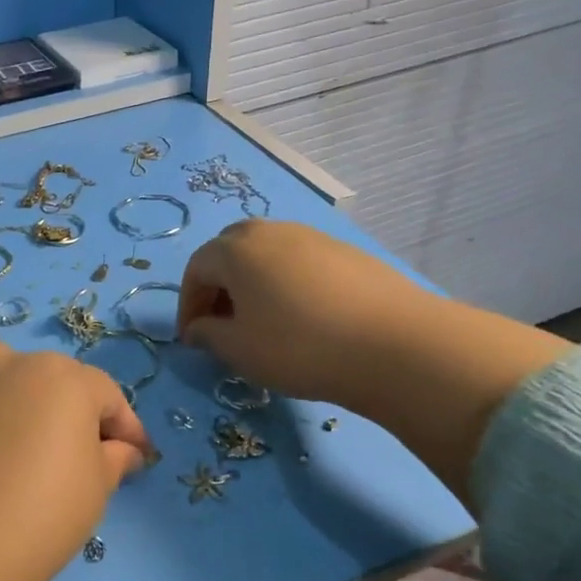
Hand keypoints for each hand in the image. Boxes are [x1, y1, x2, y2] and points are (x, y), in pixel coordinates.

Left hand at [0, 341, 152, 580]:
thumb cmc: (43, 515)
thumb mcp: (98, 490)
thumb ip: (115, 459)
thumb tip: (124, 450)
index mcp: (68, 379)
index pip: (107, 395)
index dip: (125, 427)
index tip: (135, 458)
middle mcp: (15, 363)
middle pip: (52, 378)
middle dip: (70, 411)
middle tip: (77, 457)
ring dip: (9, 387)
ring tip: (11, 429)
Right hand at [176, 219, 571, 501]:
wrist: (393, 344)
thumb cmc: (298, 346)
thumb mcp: (238, 349)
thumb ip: (207, 335)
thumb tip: (198, 328)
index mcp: (236, 249)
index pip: (196, 269)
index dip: (188, 305)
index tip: (191, 339)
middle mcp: (270, 231)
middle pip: (229, 253)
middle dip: (218, 288)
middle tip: (221, 325)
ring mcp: (312, 236)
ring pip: (266, 256)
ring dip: (252, 285)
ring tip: (260, 324)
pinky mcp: (345, 251)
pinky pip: (299, 263)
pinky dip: (285, 285)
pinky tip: (301, 318)